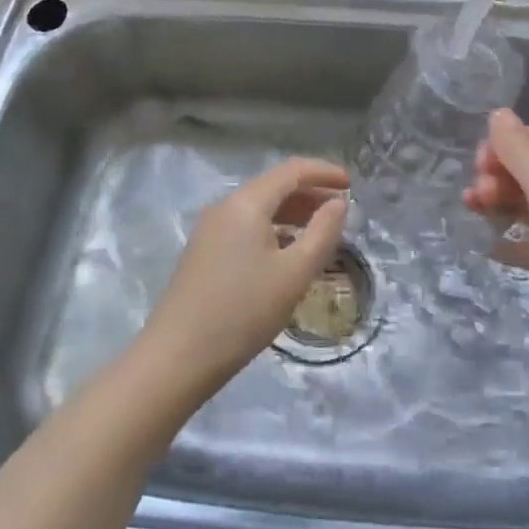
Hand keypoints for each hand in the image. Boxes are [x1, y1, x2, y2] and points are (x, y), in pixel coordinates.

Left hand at [139, 157, 349, 398]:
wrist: (177, 357)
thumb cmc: (243, 312)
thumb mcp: (294, 274)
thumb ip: (322, 233)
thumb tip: (338, 204)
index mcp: (246, 203)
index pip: (291, 171)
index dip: (324, 172)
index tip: (351, 184)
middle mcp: (225, 207)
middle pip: (274, 187)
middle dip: (310, 193)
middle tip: (341, 210)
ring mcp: (210, 230)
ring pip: (259, 208)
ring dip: (292, 213)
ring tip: (320, 231)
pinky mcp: (203, 253)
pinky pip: (246, 227)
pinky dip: (273, 229)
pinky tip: (287, 253)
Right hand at [463, 109, 528, 339]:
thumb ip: (516, 145)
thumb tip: (497, 112)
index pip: (524, 138)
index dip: (496, 149)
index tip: (479, 168)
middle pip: (519, 170)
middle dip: (493, 177)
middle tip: (480, 197)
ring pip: (520, 203)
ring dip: (494, 204)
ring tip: (474, 213)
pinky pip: (526, 242)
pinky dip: (506, 242)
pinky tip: (486, 246)